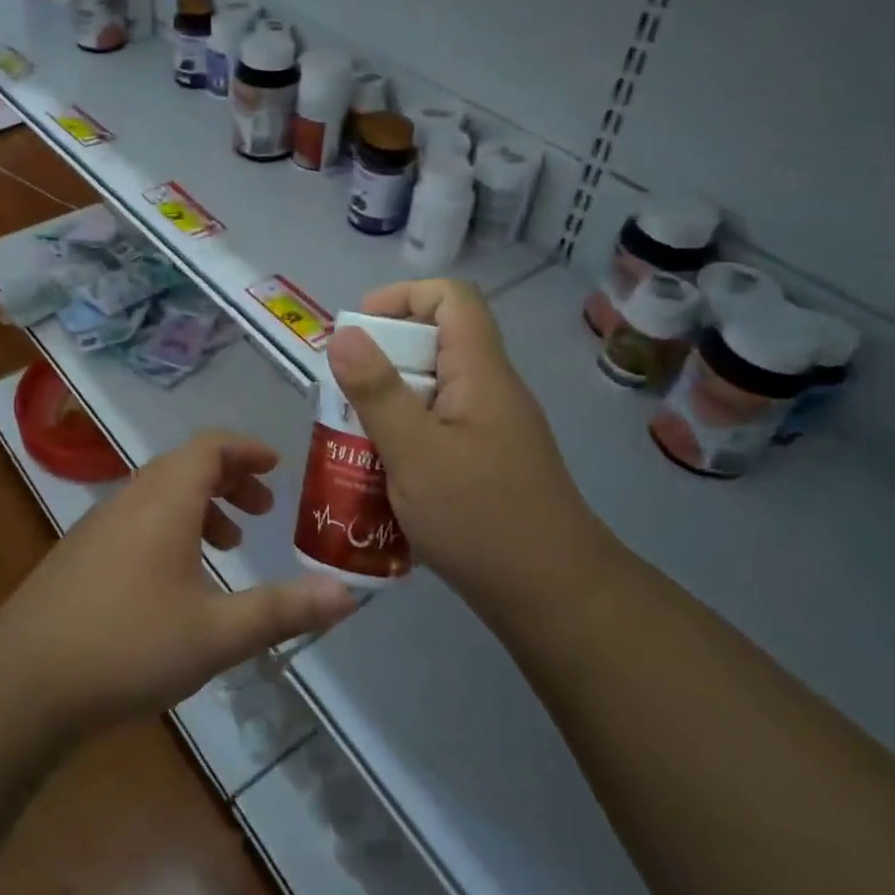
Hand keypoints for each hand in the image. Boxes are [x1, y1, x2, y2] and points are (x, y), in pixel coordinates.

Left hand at [0, 431, 358, 732]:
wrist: (23, 681)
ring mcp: (99, 525)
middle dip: (229, 480)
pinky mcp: (81, 554)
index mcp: (165, 500)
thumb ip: (283, 610)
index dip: (246, 449)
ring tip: (228, 546)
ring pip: (159, 494)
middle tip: (261, 511)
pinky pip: (137, 519)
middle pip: (185, 466)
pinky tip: (177, 581)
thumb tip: (349, 594)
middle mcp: (131, 499)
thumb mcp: (217, 633)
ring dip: (200, 506)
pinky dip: (171, 527)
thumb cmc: (128, 645)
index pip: (210, 447)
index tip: (277, 466)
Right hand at [326, 280, 593, 608]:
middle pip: (434, 343)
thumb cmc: (481, 518)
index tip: (357, 331)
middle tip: (341, 397)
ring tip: (350, 438)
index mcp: (481, 372)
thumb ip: (377, 392)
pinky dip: (403, 439)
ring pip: (430, 392)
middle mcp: (489, 390)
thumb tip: (343, 333)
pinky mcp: (485, 463)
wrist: (553, 597)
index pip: (451, 298)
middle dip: (380, 360)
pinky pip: (436, 430)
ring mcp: (489, 429)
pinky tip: (379, 476)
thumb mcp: (415, 452)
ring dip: (387, 405)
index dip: (402, 296)